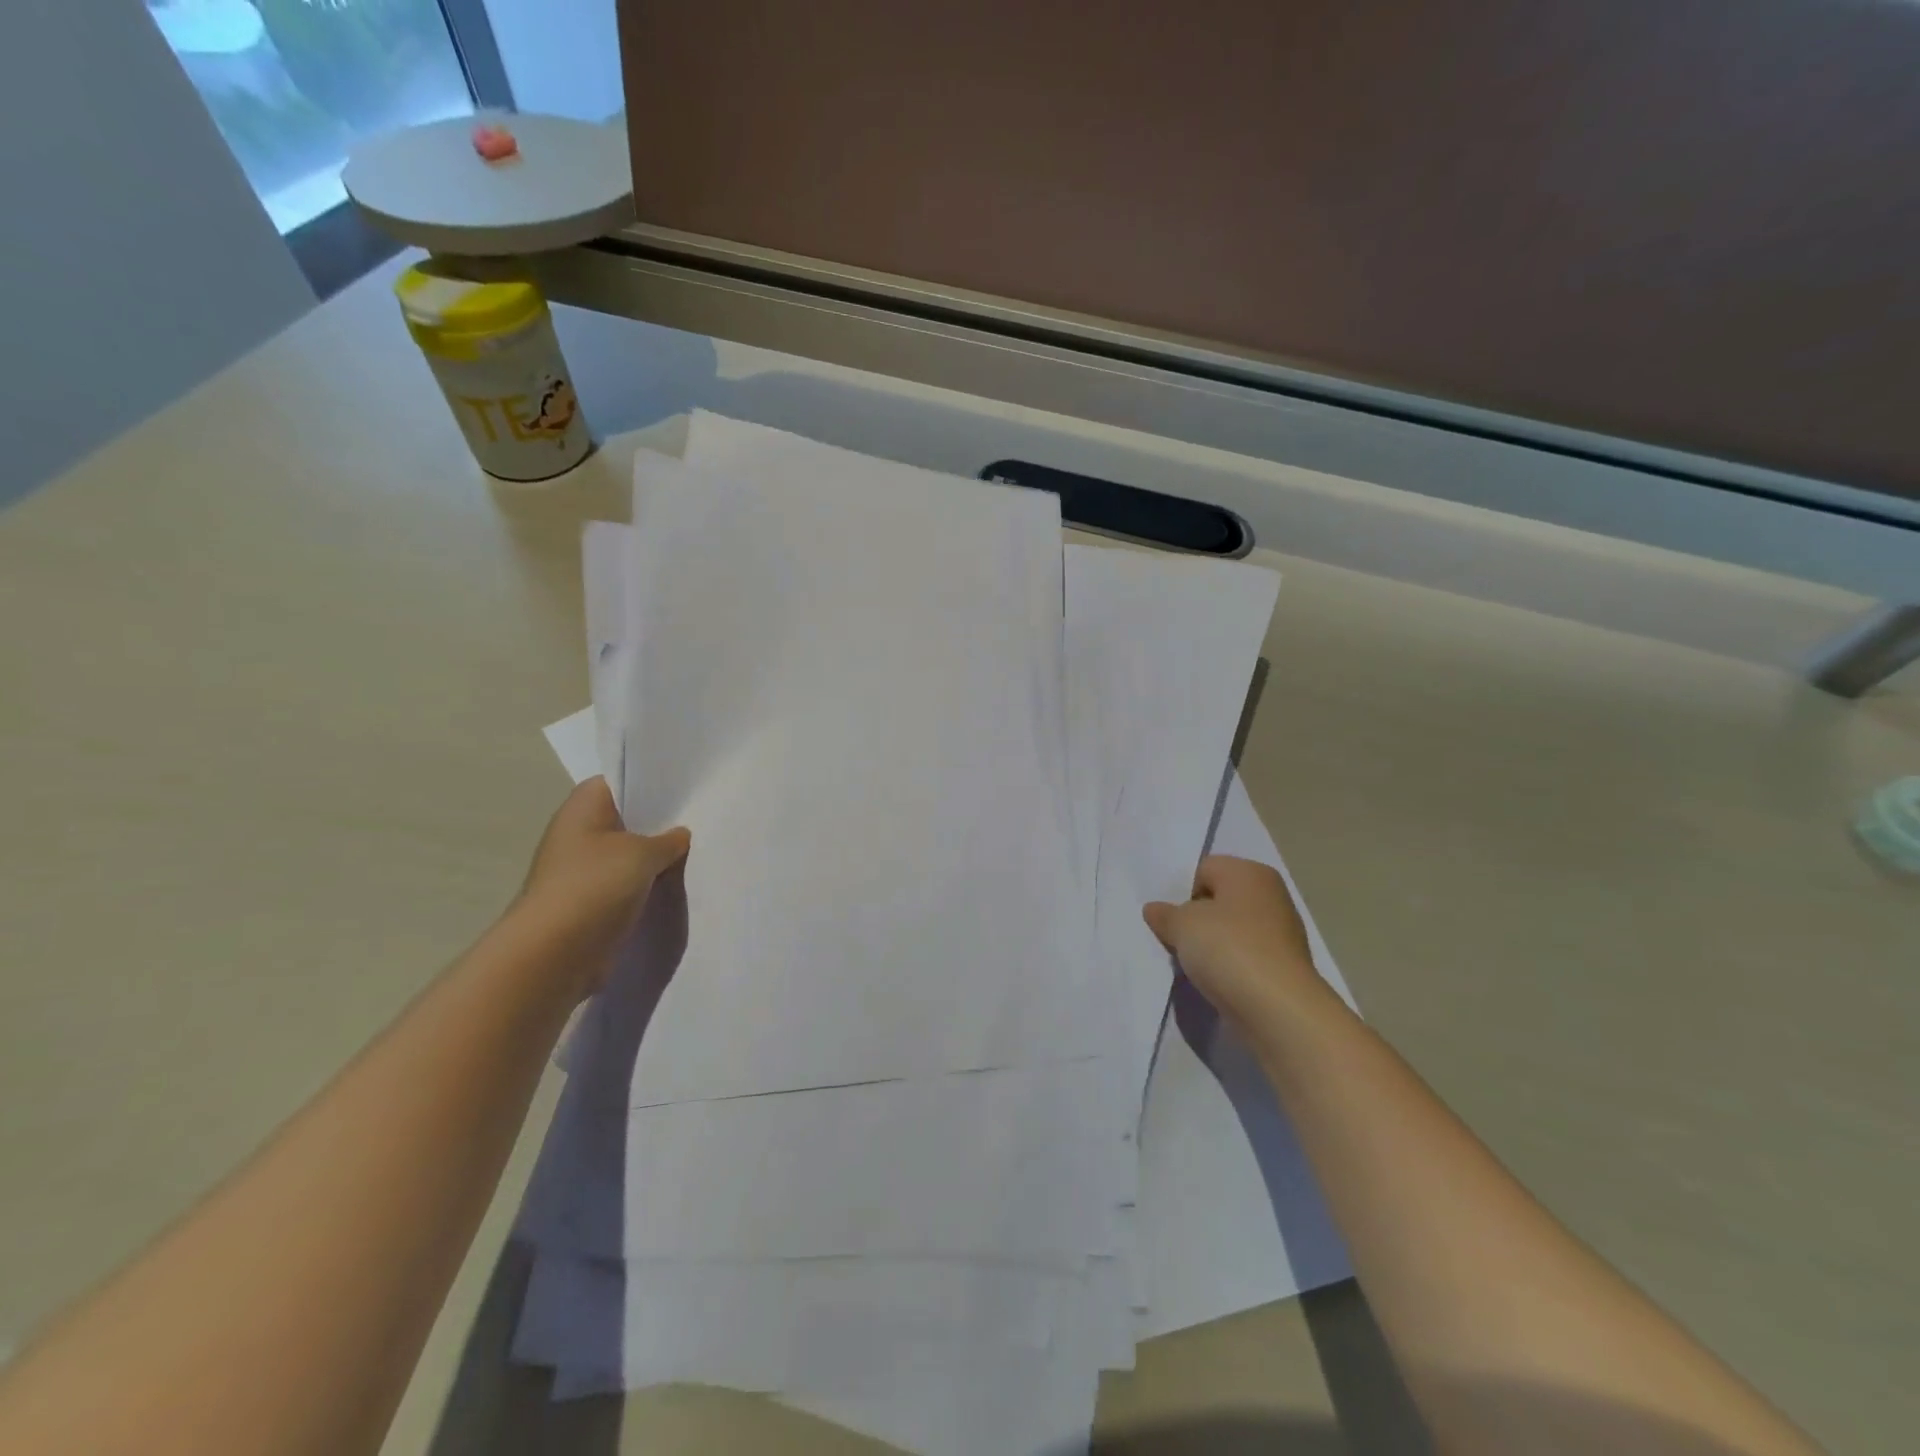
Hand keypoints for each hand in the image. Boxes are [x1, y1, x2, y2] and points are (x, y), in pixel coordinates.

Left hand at [515, 777, 689, 995]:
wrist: (554, 954)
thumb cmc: (594, 886)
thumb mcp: (643, 854)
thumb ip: (669, 840)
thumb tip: (679, 836)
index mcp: (583, 808)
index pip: (619, 780)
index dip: (651, 781)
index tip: (686, 787)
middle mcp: (578, 833)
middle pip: (627, 818)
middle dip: (660, 822)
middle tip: (701, 819)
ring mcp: (582, 869)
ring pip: (629, 854)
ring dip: (655, 858)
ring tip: (696, 851)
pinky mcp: (590, 902)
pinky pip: (626, 884)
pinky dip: (647, 885)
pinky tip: (676, 885)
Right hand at [1144, 856, 1333, 1032]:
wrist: (1278, 1009)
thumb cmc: (1228, 949)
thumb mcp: (1181, 925)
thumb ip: (1165, 914)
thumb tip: (1155, 909)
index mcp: (1250, 872)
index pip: (1204, 870)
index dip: (1183, 893)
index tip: (1173, 920)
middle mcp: (1271, 895)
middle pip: (1219, 900)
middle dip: (1197, 919)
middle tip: (1178, 940)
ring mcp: (1281, 932)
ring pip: (1231, 930)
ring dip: (1212, 945)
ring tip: (1195, 965)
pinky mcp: (1283, 966)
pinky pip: (1244, 957)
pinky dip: (1229, 966)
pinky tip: (1216, 981)